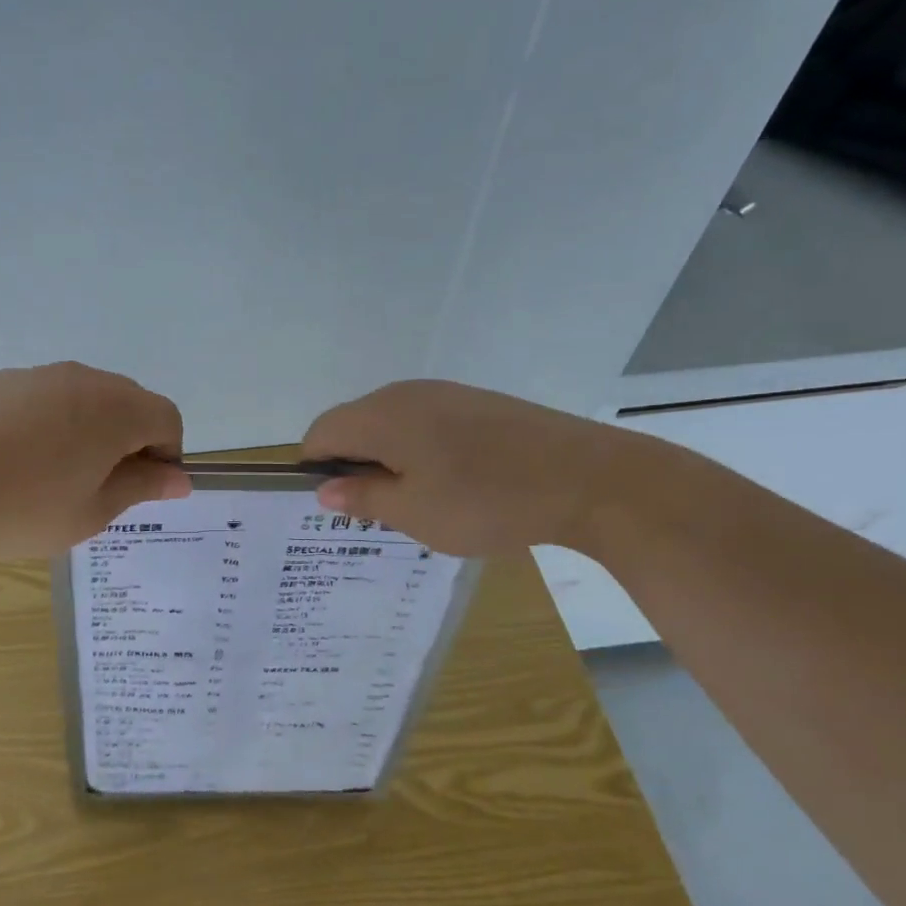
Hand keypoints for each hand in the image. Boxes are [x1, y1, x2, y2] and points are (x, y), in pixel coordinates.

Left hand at [0, 362, 190, 557]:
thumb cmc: (25, 511)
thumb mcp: (93, 511)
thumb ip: (142, 487)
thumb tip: (179, 478)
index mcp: (115, 410)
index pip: (166, 418)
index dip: (167, 454)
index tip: (143, 488)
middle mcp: (82, 379)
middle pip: (129, 401)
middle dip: (131, 438)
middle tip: (104, 485)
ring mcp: (38, 375)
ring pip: (85, 396)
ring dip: (91, 427)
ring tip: (58, 473)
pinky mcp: (0, 381)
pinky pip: (45, 396)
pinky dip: (52, 420)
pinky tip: (20, 458)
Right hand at [300, 380, 630, 556]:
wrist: (589, 478)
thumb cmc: (487, 500)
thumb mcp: (414, 512)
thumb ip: (362, 497)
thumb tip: (325, 488)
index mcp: (381, 416)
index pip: (320, 433)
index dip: (316, 468)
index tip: (339, 504)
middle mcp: (405, 394)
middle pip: (353, 424)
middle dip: (353, 464)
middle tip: (379, 509)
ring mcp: (444, 393)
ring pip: (389, 423)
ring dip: (387, 458)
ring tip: (419, 499)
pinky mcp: (476, 402)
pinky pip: (424, 422)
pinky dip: (419, 449)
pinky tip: (453, 481)